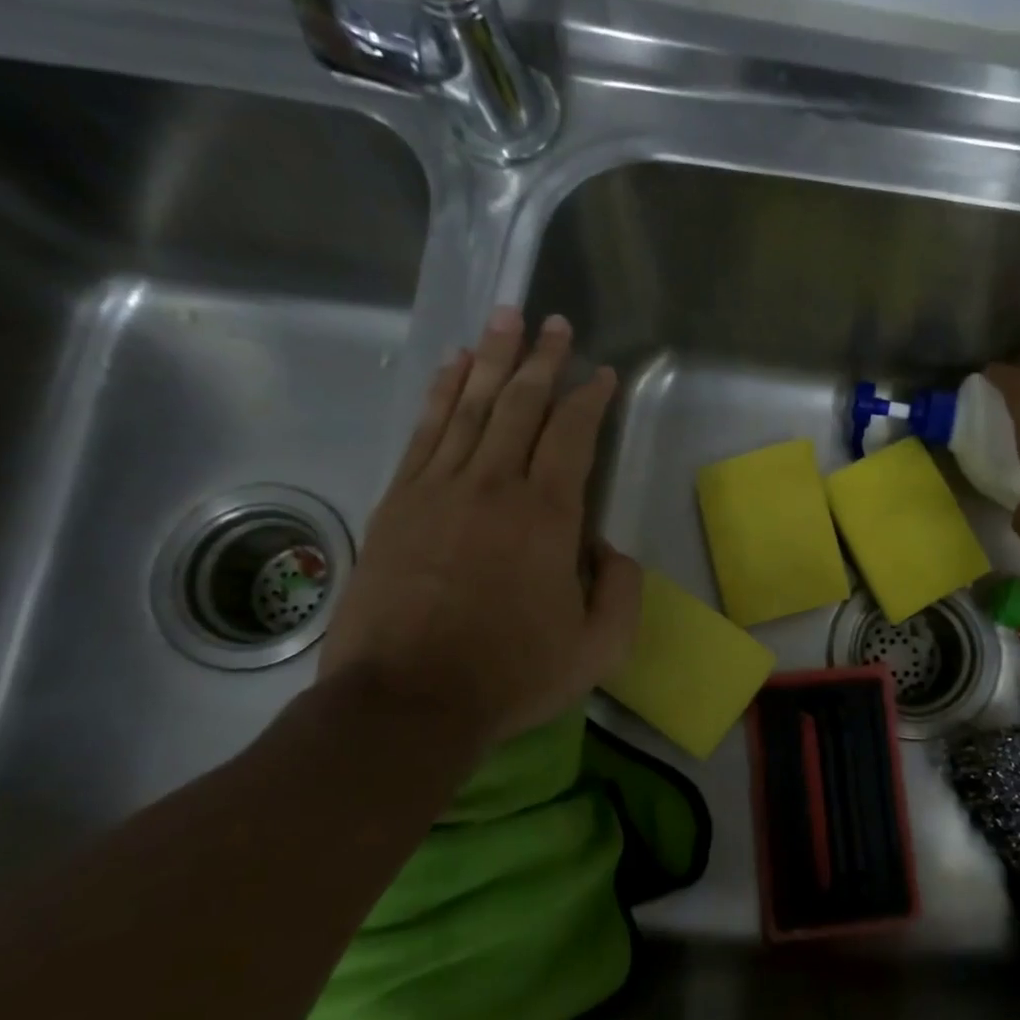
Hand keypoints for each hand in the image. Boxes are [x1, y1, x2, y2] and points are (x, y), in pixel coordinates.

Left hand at [317, 310, 640, 749]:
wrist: (406, 701)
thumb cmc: (511, 675)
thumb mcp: (598, 649)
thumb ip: (621, 590)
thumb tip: (611, 547)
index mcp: (548, 516)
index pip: (573, 436)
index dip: (591, 399)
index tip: (602, 374)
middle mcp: (494, 486)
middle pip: (521, 405)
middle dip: (543, 359)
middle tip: (555, 323)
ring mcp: (438, 489)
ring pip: (471, 406)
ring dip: (493, 359)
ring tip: (506, 318)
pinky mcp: (397, 503)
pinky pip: (424, 431)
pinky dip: (441, 393)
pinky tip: (453, 368)